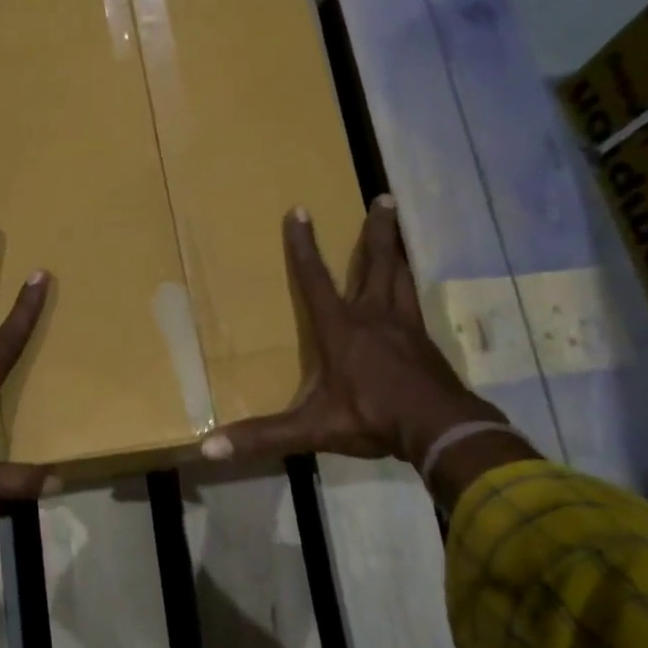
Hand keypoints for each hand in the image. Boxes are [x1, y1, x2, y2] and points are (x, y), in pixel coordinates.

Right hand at [199, 198, 519, 474]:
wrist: (440, 430)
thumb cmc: (372, 418)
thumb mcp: (312, 428)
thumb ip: (262, 436)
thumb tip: (207, 449)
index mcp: (341, 329)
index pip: (316, 279)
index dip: (304, 246)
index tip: (300, 209)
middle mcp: (374, 318)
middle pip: (377, 264)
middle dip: (377, 231)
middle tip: (384, 198)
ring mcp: (406, 328)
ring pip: (400, 278)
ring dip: (397, 251)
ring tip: (398, 227)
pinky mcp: (426, 344)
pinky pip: (415, 305)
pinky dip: (410, 288)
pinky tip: (411, 293)